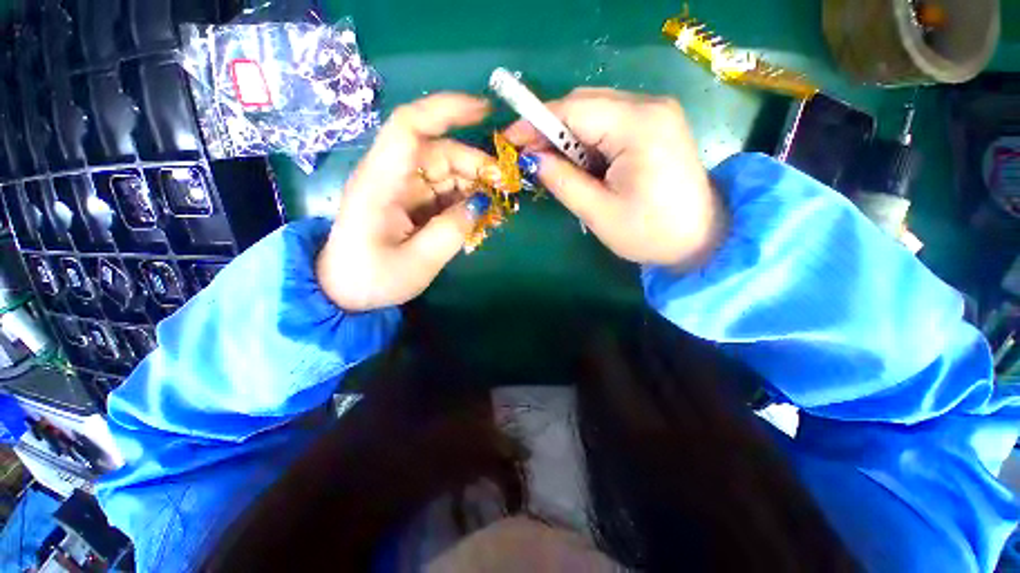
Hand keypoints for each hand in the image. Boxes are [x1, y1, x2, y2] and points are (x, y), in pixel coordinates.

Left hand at [317, 93, 493, 310]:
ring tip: (497, 205)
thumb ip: (452, 231)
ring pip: (444, 171)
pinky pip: (442, 191)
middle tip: (505, 188)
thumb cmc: (372, 279)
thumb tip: (483, 203)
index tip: (486, 111)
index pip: (410, 128)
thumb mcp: (418, 263)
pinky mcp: (408, 202)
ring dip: (474, 184)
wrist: (343, 292)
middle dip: (475, 165)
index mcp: (380, 183)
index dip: (447, 110)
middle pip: (438, 152)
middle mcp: (390, 176)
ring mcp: (400, 188)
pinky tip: (480, 213)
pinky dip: (464, 199)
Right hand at [504, 89, 725, 269]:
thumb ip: (562, 181)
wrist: (701, 239)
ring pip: (595, 111)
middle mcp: (650, 106)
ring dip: (568, 137)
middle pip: (584, 103)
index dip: (536, 123)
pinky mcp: (655, 125)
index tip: (509, 141)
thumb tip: (531, 160)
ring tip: (554, 166)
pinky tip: (580, 164)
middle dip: (551, 129)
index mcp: (639, 126)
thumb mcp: (598, 212)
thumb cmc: (649, 233)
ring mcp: (656, 112)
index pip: (574, 110)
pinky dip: (587, 141)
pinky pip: (609, 122)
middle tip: (529, 158)